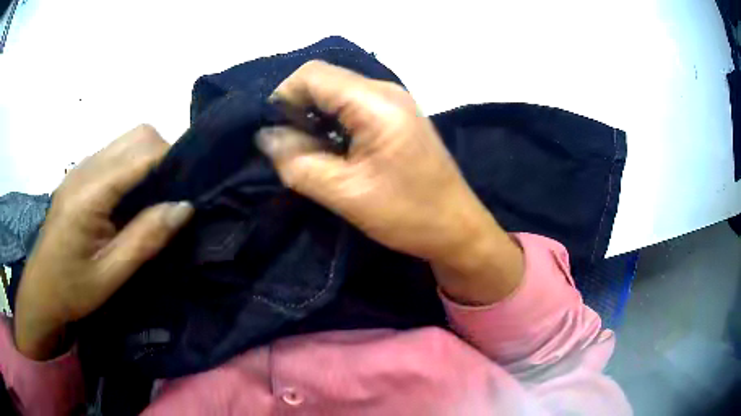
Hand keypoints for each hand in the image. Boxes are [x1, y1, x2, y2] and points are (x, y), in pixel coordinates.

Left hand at [14, 125, 193, 359]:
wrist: (41, 290)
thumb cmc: (71, 290)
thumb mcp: (110, 276)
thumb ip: (145, 239)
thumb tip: (185, 207)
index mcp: (89, 193)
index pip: (141, 152)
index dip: (172, 160)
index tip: (192, 186)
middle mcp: (85, 168)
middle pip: (137, 134)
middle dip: (164, 153)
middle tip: (172, 194)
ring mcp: (80, 168)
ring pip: (127, 140)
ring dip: (148, 159)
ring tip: (155, 198)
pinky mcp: (79, 175)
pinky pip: (115, 154)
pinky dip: (133, 166)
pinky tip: (131, 199)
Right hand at [256, 61, 522, 304]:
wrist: (458, 228)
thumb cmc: (409, 214)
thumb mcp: (346, 193)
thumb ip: (297, 163)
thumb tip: (265, 137)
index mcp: (375, 101)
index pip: (312, 75)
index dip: (283, 98)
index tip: (272, 134)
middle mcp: (385, 90)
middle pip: (324, 81)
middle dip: (296, 109)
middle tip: (286, 148)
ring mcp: (393, 102)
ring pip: (336, 94)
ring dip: (313, 119)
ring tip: (306, 153)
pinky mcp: (395, 117)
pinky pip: (352, 107)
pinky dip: (332, 124)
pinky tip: (329, 151)